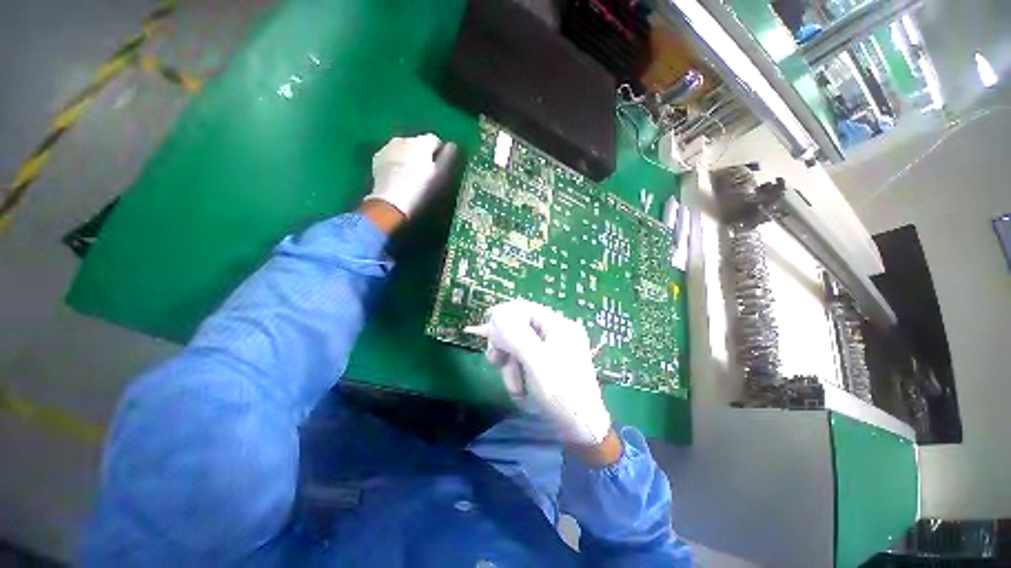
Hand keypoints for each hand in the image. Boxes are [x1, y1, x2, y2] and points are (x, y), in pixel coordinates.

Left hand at [364, 134, 442, 217]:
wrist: (391, 202)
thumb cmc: (421, 189)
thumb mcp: (441, 176)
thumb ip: (448, 158)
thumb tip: (452, 145)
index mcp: (421, 143)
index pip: (435, 140)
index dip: (439, 153)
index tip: (440, 168)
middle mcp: (403, 139)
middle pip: (418, 143)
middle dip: (423, 154)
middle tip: (426, 173)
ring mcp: (388, 147)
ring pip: (403, 148)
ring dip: (409, 156)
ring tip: (412, 175)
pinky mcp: (377, 158)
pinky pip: (391, 155)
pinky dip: (396, 161)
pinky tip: (398, 176)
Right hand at [466, 299, 612, 446]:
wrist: (582, 429)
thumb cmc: (561, 392)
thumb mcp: (536, 362)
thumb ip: (515, 335)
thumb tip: (496, 315)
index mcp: (560, 326)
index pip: (526, 309)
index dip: (504, 315)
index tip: (486, 331)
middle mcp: (557, 333)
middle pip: (521, 328)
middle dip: (506, 346)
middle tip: (494, 361)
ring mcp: (554, 350)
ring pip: (520, 347)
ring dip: (511, 366)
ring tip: (514, 387)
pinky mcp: (549, 365)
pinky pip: (526, 361)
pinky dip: (518, 374)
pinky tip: (520, 391)